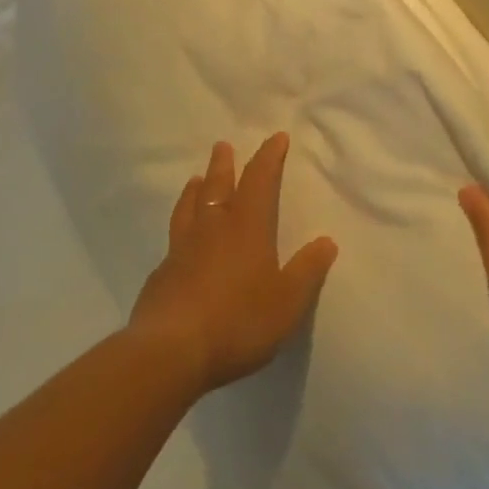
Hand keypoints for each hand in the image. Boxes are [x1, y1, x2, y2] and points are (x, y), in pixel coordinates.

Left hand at [129, 132, 339, 395]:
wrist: (171, 350)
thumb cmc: (238, 321)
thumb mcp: (287, 302)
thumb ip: (307, 271)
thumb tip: (327, 241)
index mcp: (247, 227)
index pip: (260, 180)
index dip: (269, 157)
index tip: (276, 138)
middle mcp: (213, 228)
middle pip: (218, 185)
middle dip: (224, 164)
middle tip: (222, 146)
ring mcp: (182, 248)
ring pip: (189, 207)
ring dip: (195, 189)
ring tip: (196, 179)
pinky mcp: (161, 274)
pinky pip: (173, 239)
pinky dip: (180, 227)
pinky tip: (179, 239)